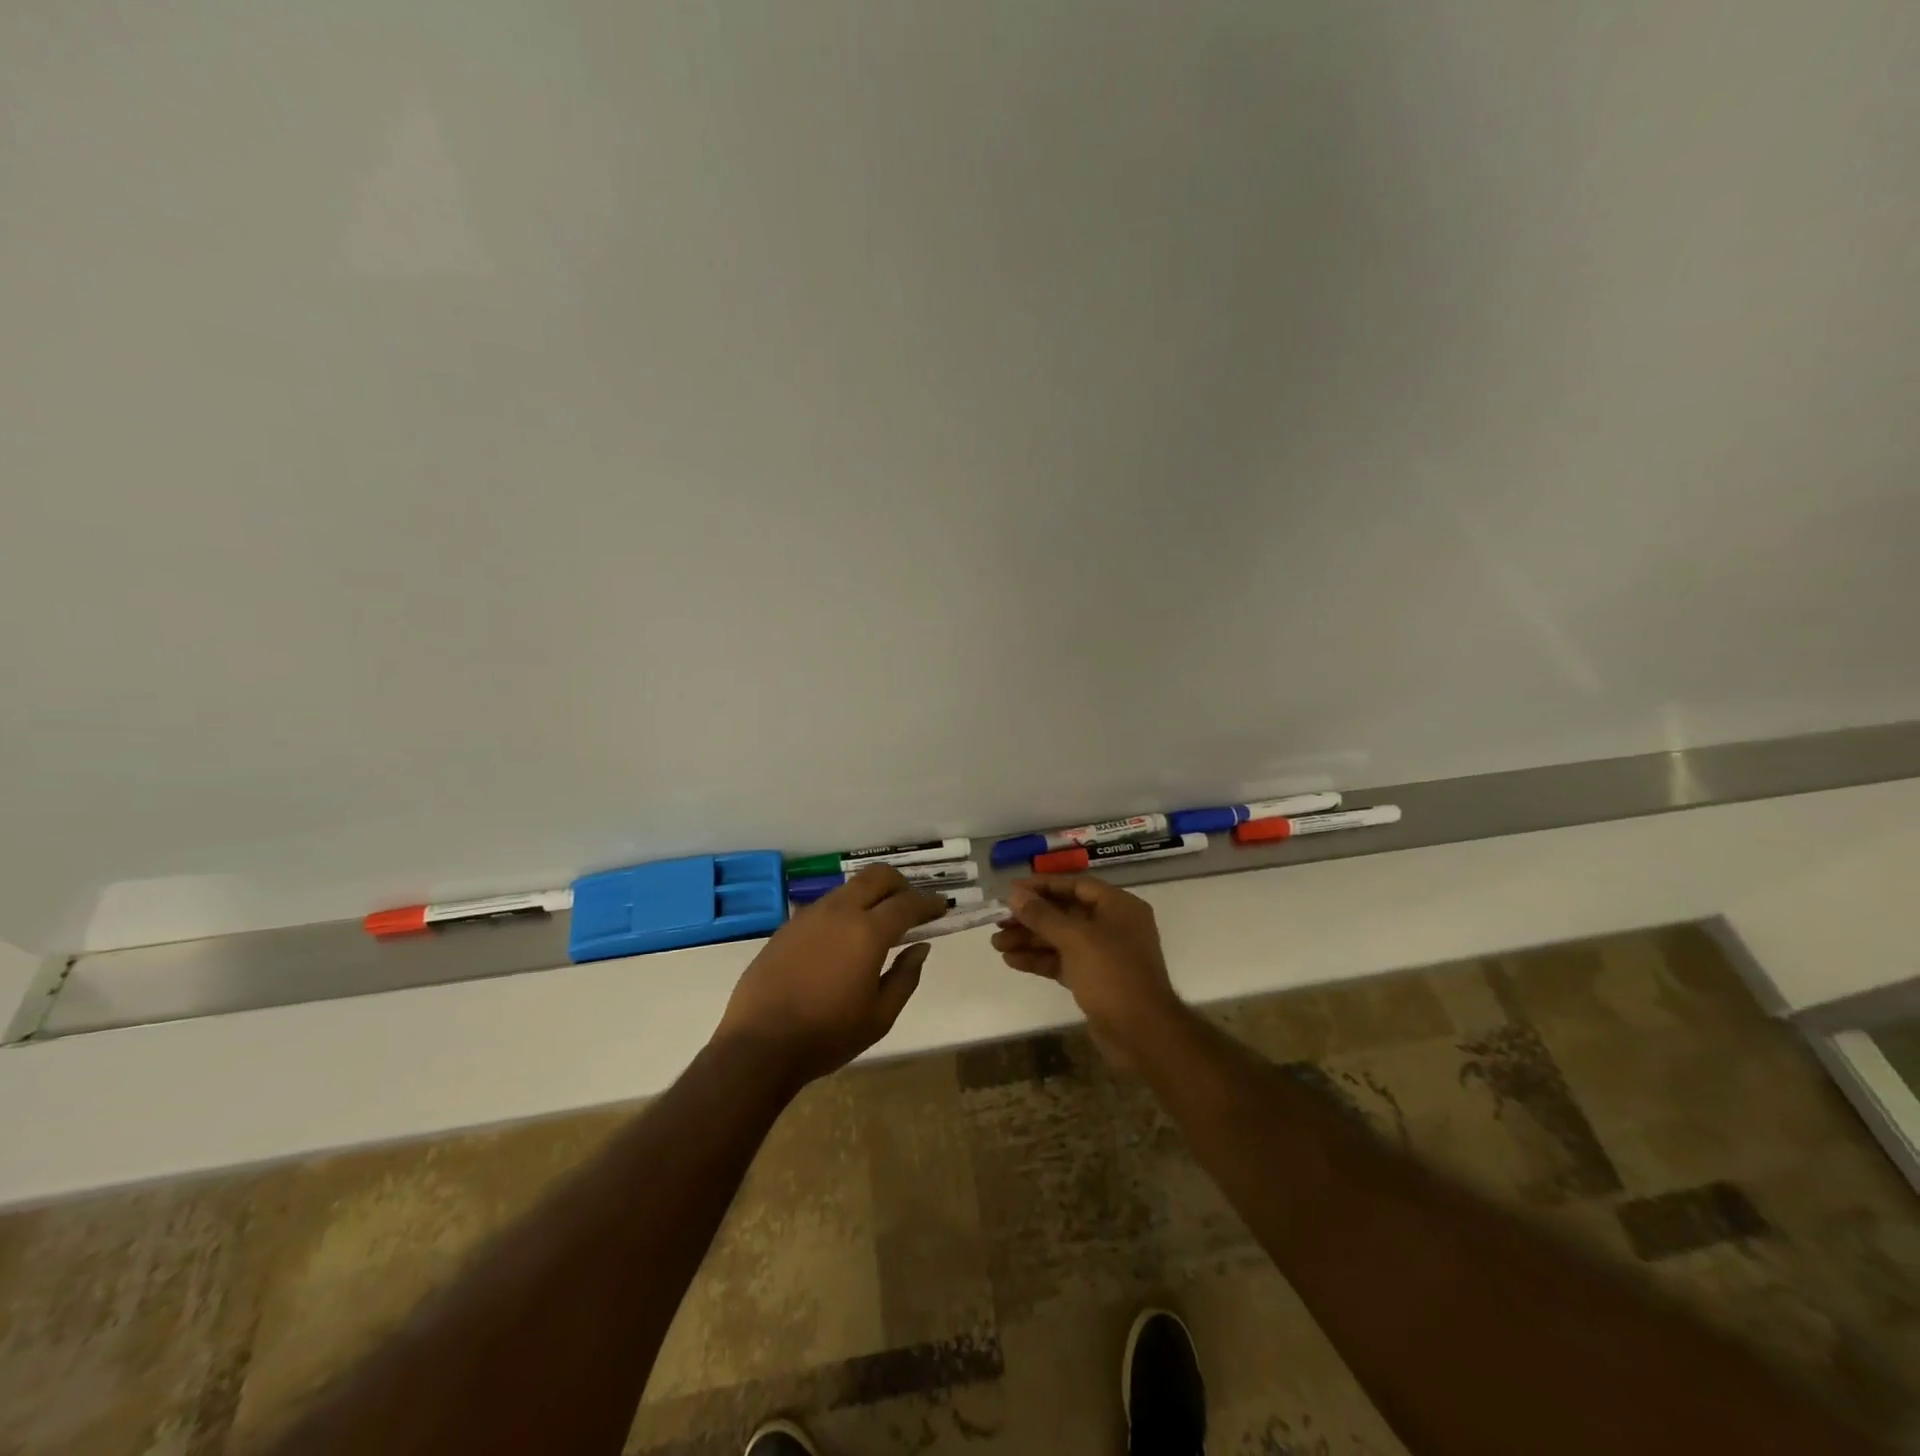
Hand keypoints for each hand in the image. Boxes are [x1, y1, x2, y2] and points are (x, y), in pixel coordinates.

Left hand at [714, 865, 946, 1085]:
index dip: (929, 903)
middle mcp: (839, 912)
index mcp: (867, 932)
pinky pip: (825, 906)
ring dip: (870, 896)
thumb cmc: (827, 1036)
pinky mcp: (787, 926)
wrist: (758, 1046)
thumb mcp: (880, 1017)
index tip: (942, 906)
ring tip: (877, 924)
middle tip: (910, 907)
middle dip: (900, 885)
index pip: (907, 904)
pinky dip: (844, 911)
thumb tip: (920, 947)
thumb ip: (905, 976)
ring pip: (849, 888)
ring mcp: (809, 915)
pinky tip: (842, 940)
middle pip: (877, 876)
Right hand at [992, 876, 1185, 1065]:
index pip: (1075, 886)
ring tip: (997, 944)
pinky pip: (1062, 961)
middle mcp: (1113, 925)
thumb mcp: (1075, 939)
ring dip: (1030, 940)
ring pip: (1060, 939)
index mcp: (1118, 906)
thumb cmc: (1113, 975)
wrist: (1142, 1033)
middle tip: (998, 921)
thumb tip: (1014, 893)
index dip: (1042, 886)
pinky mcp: (1094, 979)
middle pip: (1065, 913)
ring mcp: (1104, 954)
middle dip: (1031, 917)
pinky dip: (1039, 960)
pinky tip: (1012, 961)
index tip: (1011, 890)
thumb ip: (1042, 915)